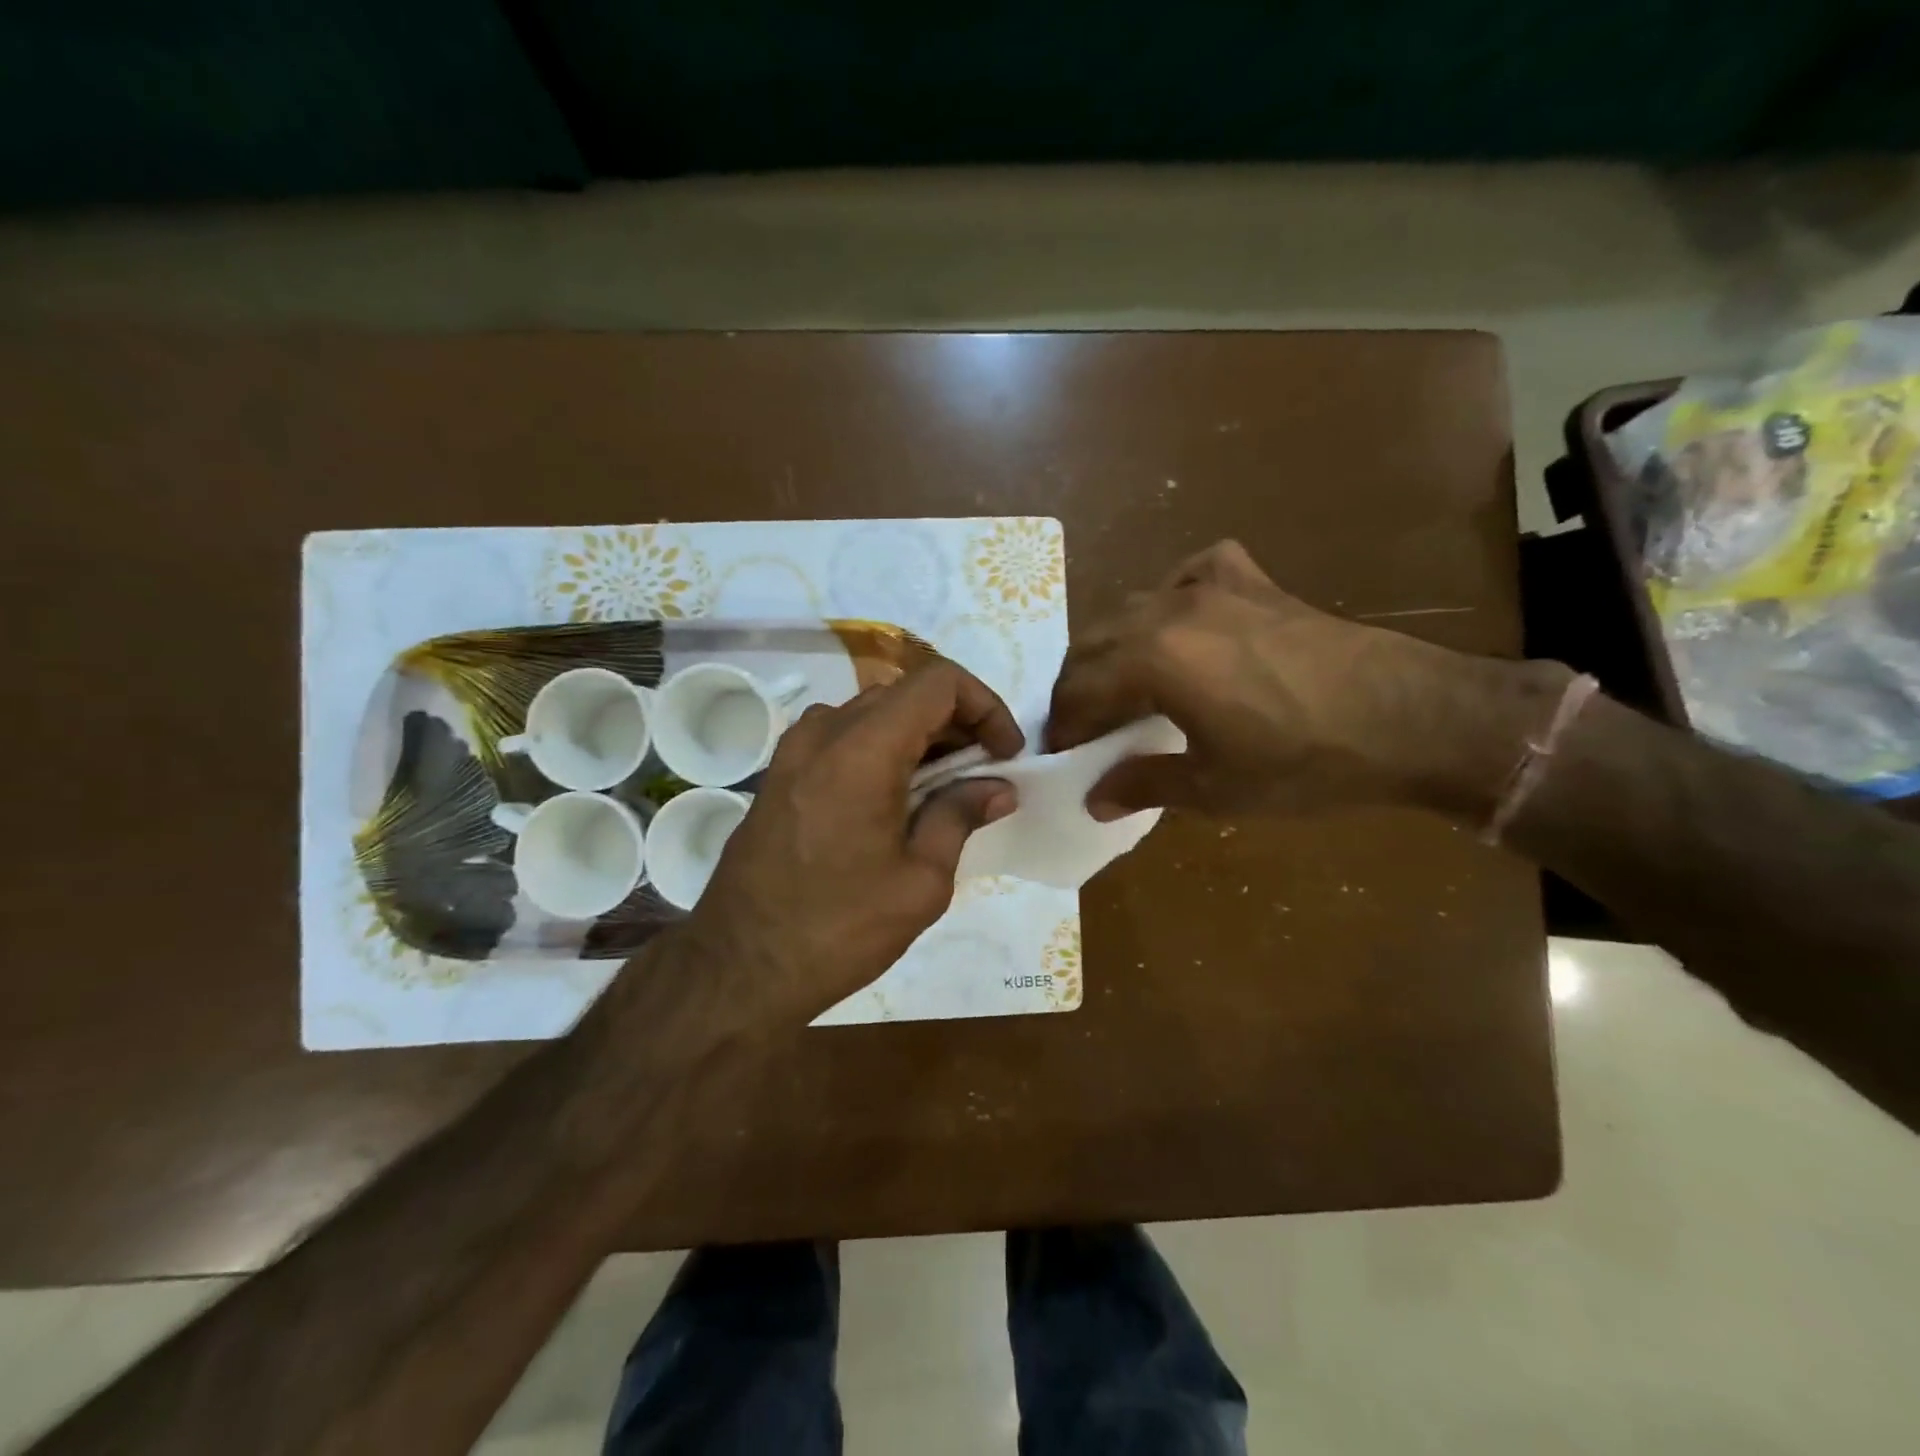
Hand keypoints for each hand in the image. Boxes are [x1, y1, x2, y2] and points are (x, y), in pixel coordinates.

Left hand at [681, 662, 1023, 1017]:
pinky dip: (883, 751)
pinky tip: (898, 800)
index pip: (939, 682)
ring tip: (947, 789)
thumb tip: (998, 787)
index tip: (1005, 754)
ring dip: (920, 737)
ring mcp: (794, 750)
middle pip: (906, 694)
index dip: (986, 706)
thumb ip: (960, 817)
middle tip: (985, 774)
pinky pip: (843, 739)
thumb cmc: (839, 929)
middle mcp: (824, 731)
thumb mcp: (921, 881)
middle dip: (958, 723)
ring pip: (874, 714)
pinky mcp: (780, 774)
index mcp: (863, 747)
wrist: (739, 968)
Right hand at [1046, 540, 1565, 821]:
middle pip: (1094, 643)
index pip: (1079, 689)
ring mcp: (1213, 585)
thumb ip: (1144, 785)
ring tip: (1123, 685)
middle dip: (1078, 686)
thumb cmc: (1304, 761)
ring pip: (1133, 609)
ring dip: (1115, 648)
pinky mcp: (1252, 580)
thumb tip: (1094, 797)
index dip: (1062, 724)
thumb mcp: (1214, 789)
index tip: (1060, 752)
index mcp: (1153, 659)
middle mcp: (1169, 609)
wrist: (1411, 717)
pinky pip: (1190, 575)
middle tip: (1084, 726)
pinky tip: (1183, 624)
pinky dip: (1171, 600)